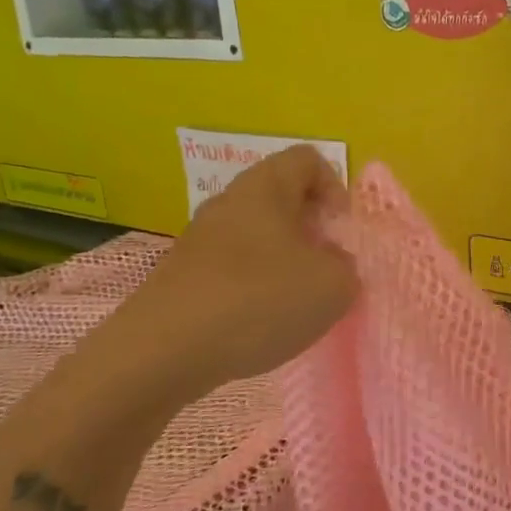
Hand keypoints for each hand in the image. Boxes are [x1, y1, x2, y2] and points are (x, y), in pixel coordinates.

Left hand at [103, 147, 357, 396]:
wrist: (163, 351)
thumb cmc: (258, 301)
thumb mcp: (333, 286)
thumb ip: (346, 268)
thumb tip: (332, 264)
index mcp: (266, 187)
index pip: (308, 159)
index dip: (335, 188)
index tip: (341, 231)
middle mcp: (229, 201)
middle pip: (281, 197)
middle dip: (311, 229)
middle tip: (326, 268)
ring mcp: (200, 238)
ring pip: (256, 234)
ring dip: (283, 261)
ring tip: (295, 302)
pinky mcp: (182, 274)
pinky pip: (232, 266)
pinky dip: (253, 286)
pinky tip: (258, 323)